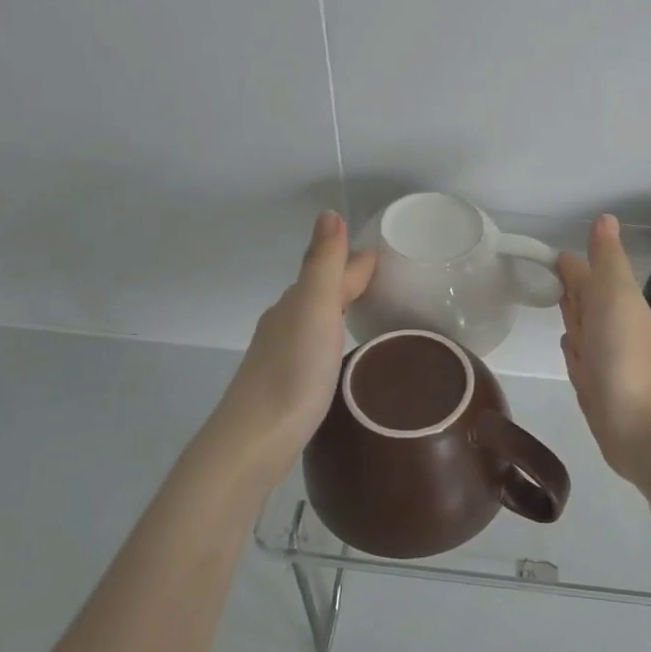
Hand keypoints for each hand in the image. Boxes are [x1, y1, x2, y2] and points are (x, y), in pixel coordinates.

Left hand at [210, 212, 375, 475]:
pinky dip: (333, 339)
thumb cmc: (293, 372)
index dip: (361, 262)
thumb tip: (329, 212)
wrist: (255, 439)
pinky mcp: (286, 383)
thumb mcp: (315, 310)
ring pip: (317, 320)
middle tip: (393, 286)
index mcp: (297, 302)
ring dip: (342, 311)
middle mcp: (286, 321)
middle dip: (352, 283)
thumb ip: (323, 264)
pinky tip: (342, 355)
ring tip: (373, 316)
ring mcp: (283, 353)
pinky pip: (316, 346)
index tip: (396, 260)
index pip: (334, 270)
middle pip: (324, 292)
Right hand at [557, 215, 650, 477]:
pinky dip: (571, 345)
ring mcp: (602, 356)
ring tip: (549, 299)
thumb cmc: (624, 354)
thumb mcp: (615, 295)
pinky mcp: (593, 383)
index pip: (585, 274)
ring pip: (580, 325)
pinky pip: (577, 355)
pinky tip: (567, 342)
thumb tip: (605, 217)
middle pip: (584, 298)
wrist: (641, 425)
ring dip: (569, 311)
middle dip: (569, 284)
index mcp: (615, 300)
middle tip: (541, 272)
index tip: (544, 253)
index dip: (569, 263)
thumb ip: (606, 260)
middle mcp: (609, 325)